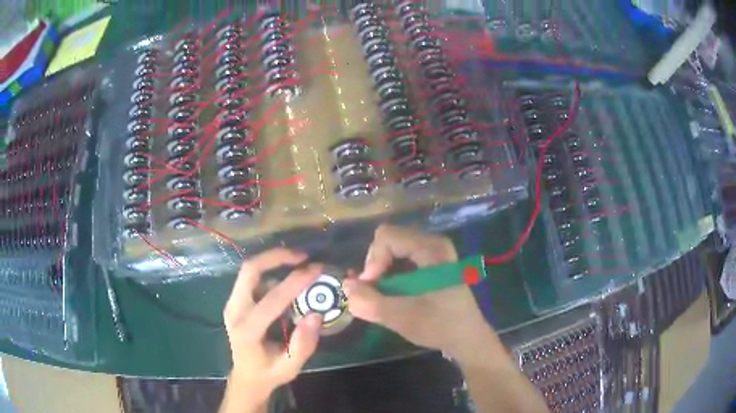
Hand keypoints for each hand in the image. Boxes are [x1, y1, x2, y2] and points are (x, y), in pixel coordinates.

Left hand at [222, 248, 323, 404]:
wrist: (247, 376)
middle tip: (303, 256)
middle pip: (250, 271)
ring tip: (299, 261)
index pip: (270, 300)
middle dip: (276, 257)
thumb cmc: (269, 373)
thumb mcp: (290, 367)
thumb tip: (315, 314)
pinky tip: (288, 277)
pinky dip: (270, 270)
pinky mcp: (235, 300)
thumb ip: (303, 344)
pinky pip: (251, 277)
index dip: (294, 282)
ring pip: (249, 270)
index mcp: (247, 331)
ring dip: (273, 260)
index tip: (316, 269)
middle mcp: (234, 311)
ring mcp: (232, 304)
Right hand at [344, 224, 503, 364]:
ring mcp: (435, 252)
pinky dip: (392, 274)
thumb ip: (370, 302)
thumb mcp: (402, 317)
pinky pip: (403, 258)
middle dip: (376, 265)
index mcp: (431, 249)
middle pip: (389, 239)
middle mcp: (434, 243)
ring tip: (383, 295)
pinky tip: (394, 294)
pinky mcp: (433, 263)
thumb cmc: (440, 326)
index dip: (372, 260)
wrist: (467, 338)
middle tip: (374, 291)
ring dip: (382, 271)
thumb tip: (345, 286)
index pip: (387, 237)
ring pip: (394, 249)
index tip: (371, 286)